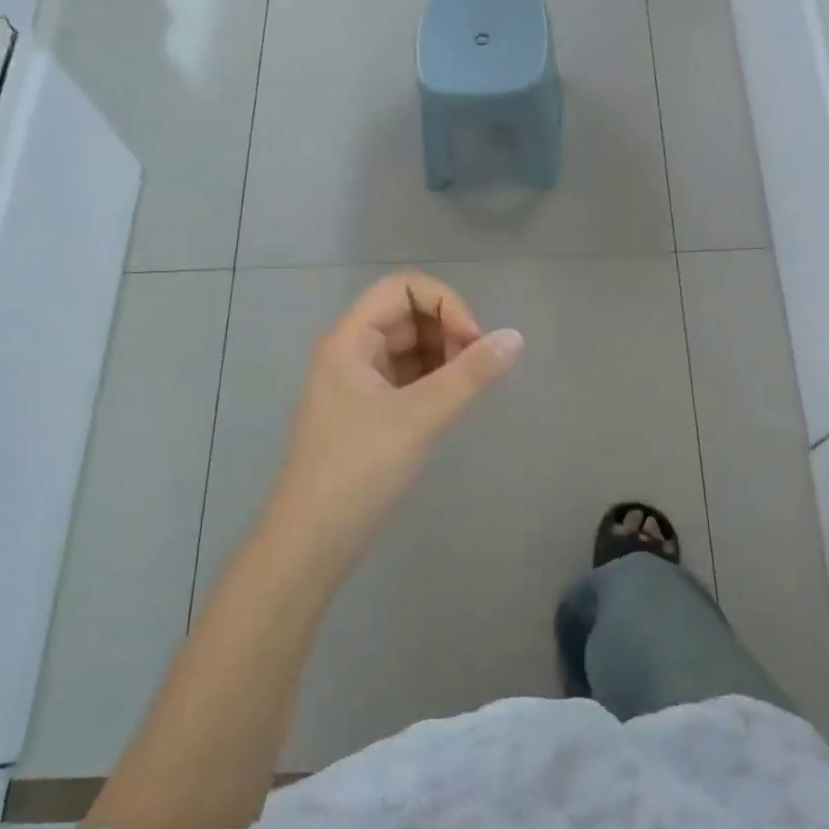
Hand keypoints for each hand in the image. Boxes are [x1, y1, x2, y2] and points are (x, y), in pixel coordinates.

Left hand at [264, 271, 521, 565]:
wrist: (312, 541)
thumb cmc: (359, 470)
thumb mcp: (419, 417)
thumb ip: (470, 374)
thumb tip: (515, 337)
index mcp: (350, 340)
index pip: (402, 287)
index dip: (444, 303)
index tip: (472, 341)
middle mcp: (351, 352)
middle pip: (408, 315)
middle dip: (447, 331)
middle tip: (475, 371)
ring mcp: (358, 384)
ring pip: (410, 348)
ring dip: (444, 358)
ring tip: (465, 391)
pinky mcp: (368, 413)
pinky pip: (408, 379)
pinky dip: (434, 382)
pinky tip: (451, 406)